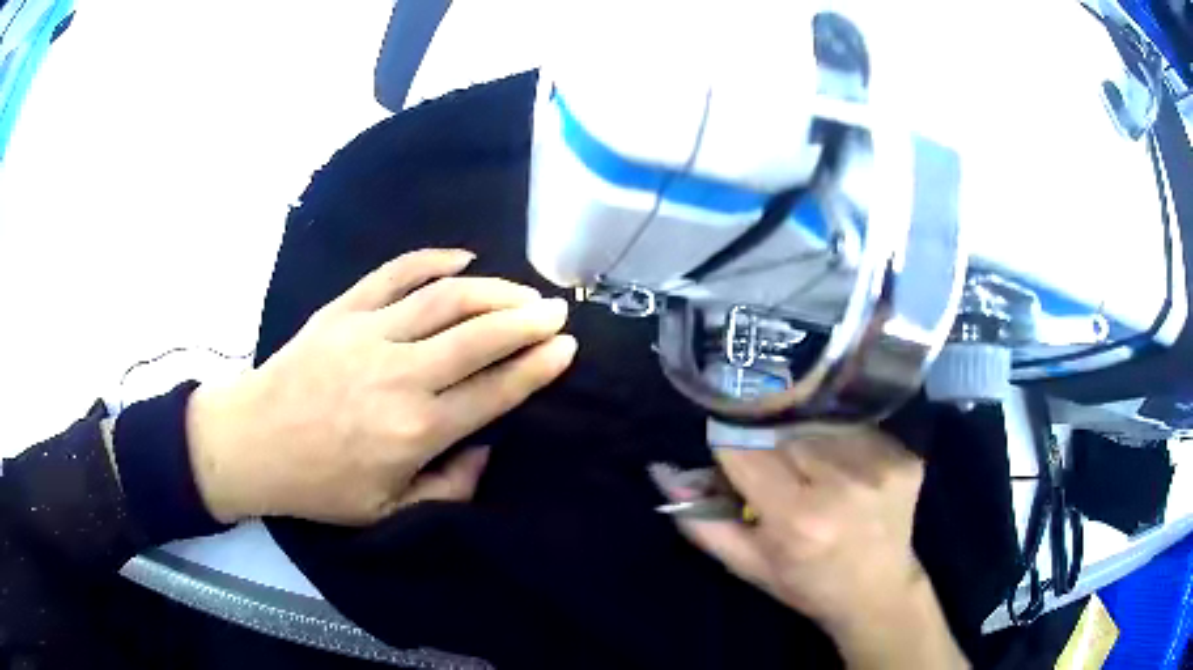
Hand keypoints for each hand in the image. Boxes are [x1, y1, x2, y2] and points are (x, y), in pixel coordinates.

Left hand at [186, 249, 576, 525]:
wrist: (254, 442)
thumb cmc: (320, 484)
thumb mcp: (387, 512)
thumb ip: (447, 488)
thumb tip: (484, 449)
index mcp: (415, 431)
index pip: (494, 391)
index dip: (537, 367)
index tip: (566, 348)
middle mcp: (400, 376)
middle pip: (480, 336)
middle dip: (528, 320)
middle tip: (557, 310)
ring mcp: (369, 334)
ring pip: (446, 299)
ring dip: (493, 290)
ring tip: (522, 290)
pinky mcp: (342, 311)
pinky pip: (394, 274)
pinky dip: (432, 259)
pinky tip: (462, 257)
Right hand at [655, 425, 967, 668]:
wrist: (878, 591)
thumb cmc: (806, 583)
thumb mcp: (746, 564)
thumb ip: (702, 520)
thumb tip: (664, 471)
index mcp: (798, 518)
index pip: (746, 448)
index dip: (732, 444)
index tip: (731, 448)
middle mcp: (842, 485)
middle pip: (785, 429)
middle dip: (771, 442)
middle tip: (778, 469)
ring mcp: (881, 467)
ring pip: (821, 423)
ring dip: (808, 439)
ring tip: (814, 471)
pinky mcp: (905, 457)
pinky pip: (857, 428)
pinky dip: (844, 442)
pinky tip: (848, 470)